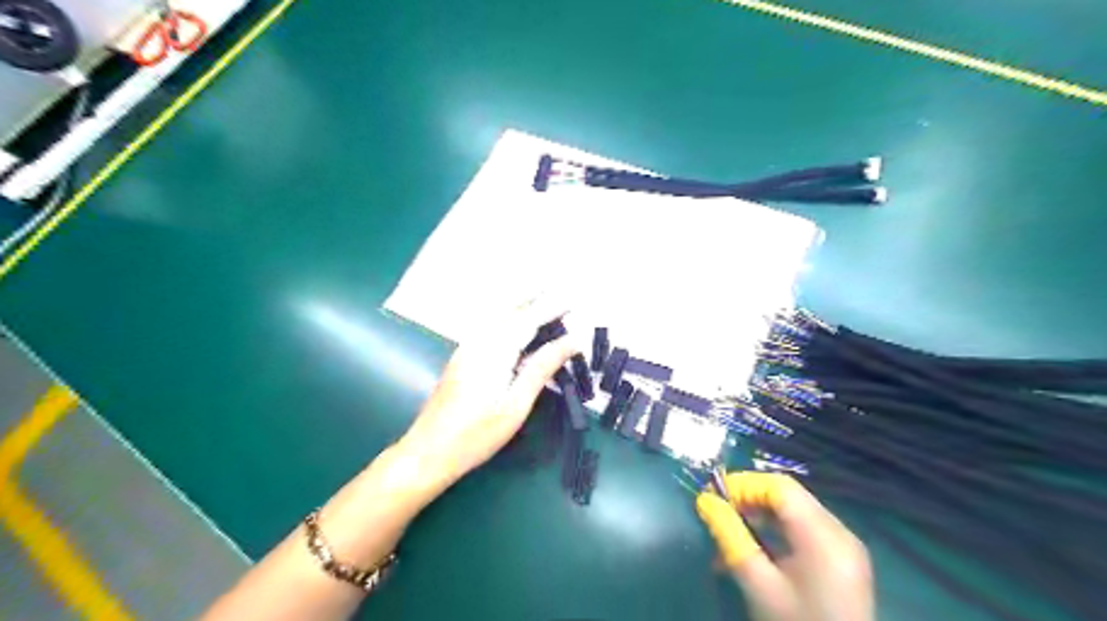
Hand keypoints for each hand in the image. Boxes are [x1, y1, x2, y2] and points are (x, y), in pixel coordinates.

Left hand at [393, 300, 574, 493]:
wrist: (428, 451)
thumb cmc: (477, 434)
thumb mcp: (516, 404)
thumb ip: (542, 368)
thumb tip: (571, 342)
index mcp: (494, 351)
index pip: (528, 320)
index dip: (550, 308)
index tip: (573, 300)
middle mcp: (478, 342)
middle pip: (509, 312)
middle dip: (533, 299)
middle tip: (558, 292)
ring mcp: (466, 350)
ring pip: (496, 318)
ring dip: (520, 307)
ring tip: (542, 302)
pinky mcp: (461, 359)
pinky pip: (489, 329)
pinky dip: (507, 320)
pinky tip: (516, 329)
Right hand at [698, 472, 873, 619]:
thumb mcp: (758, 584)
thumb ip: (730, 536)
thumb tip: (705, 501)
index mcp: (824, 535)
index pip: (779, 486)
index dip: (743, 484)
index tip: (712, 497)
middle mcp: (840, 532)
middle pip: (788, 496)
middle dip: (748, 500)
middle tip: (717, 514)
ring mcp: (845, 547)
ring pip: (794, 512)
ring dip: (759, 517)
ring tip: (729, 535)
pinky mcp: (842, 561)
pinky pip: (805, 531)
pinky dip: (776, 533)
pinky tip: (754, 551)